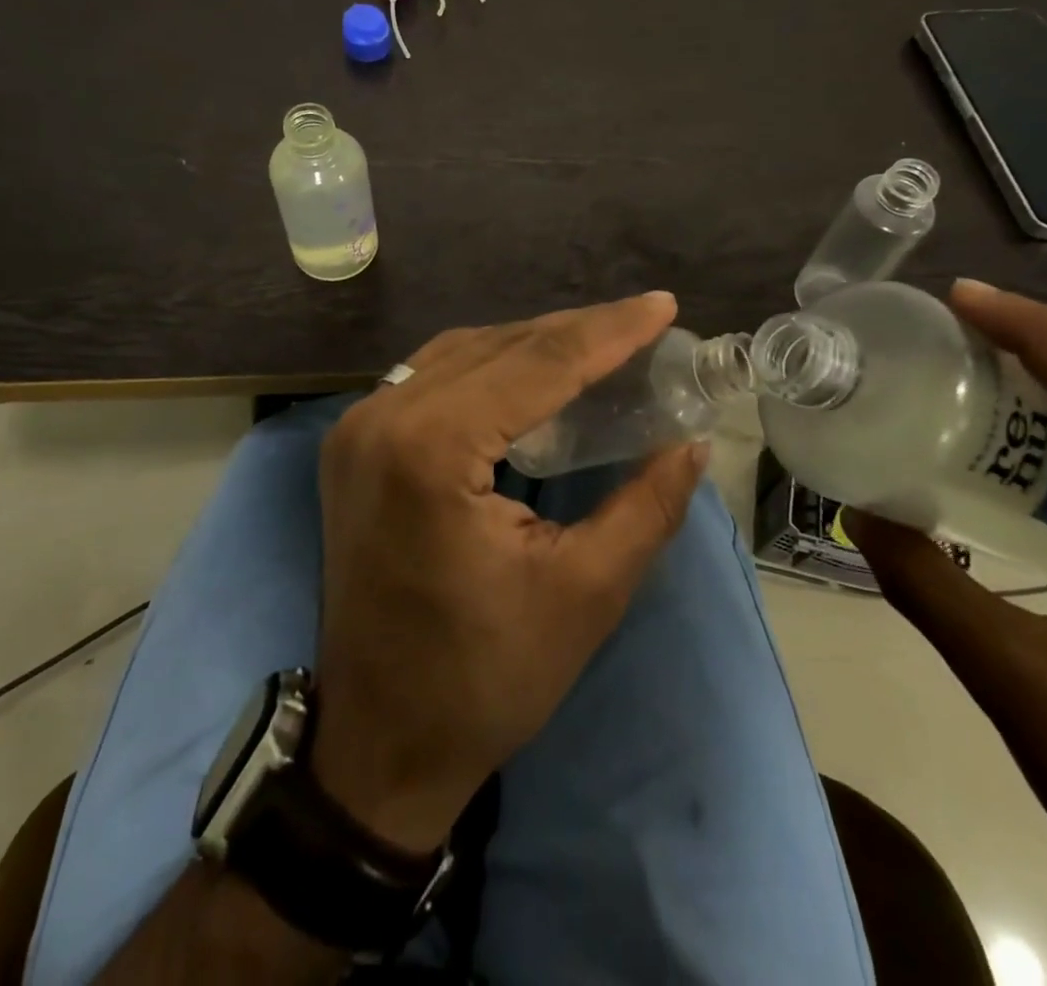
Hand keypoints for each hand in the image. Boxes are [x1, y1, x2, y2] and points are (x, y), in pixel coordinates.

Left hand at [310, 293, 706, 853]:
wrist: (380, 740)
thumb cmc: (484, 677)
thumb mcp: (585, 593)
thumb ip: (647, 506)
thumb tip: (692, 442)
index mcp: (430, 448)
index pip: (537, 364)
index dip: (608, 331)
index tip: (663, 305)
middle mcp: (381, 417)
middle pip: (496, 347)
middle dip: (574, 331)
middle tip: (641, 324)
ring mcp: (356, 428)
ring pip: (460, 353)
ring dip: (531, 344)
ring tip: (598, 344)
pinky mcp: (353, 445)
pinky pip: (431, 378)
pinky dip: (488, 367)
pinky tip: (530, 376)